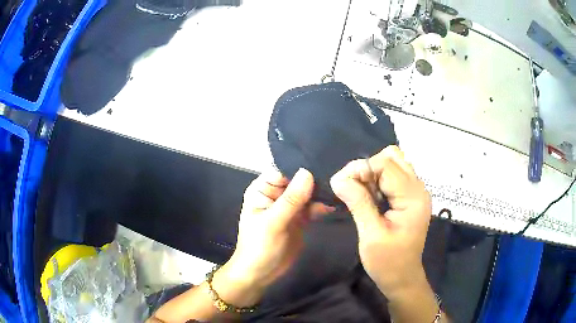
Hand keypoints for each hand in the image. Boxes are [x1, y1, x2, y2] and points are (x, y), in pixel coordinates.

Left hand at [214, 168, 331, 306]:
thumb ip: (291, 199)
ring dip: (322, 193)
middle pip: (299, 180)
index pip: (284, 170)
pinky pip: (313, 208)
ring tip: (342, 189)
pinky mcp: (300, 219)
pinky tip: (336, 205)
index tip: (324, 163)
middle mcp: (276, 194)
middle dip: (316, 178)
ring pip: (308, 193)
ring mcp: (289, 207)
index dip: (302, 166)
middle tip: (340, 175)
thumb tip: (308, 172)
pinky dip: (323, 206)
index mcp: (263, 189)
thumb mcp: (273, 222)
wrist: (261, 273)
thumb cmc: (259, 246)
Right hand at [330, 146, 431, 298]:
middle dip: (367, 168)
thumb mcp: (371, 235)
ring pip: (393, 163)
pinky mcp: (410, 197)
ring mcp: (416, 191)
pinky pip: (393, 175)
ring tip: (361, 193)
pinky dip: (378, 179)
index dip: (360, 169)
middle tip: (352, 189)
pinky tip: (370, 196)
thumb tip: (338, 179)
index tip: (340, 185)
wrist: (402, 278)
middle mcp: (418, 188)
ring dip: (372, 172)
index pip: (386, 164)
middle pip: (392, 157)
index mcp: (413, 197)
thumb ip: (358, 203)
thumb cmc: (388, 262)